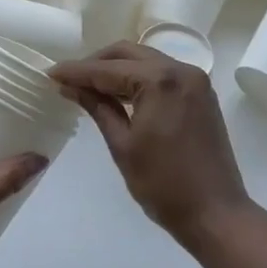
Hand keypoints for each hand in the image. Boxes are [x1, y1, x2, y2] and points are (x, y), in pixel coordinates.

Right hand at [51, 42, 250, 247]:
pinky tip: (120, 93)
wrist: (216, 213)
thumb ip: (98, 108)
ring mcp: (195, 80)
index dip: (77, 72)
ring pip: (147, 60)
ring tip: (90, 86)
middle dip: (97, 63)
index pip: (108, 70)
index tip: (51, 73)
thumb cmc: (164, 185)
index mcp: (160, 80)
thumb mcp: (123, 145)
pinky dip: (140, 78)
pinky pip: (163, 73)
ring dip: (118, 69)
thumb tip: (71, 87)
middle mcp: (181, 69)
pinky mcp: (201, 93)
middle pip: (129, 54)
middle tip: (70, 79)